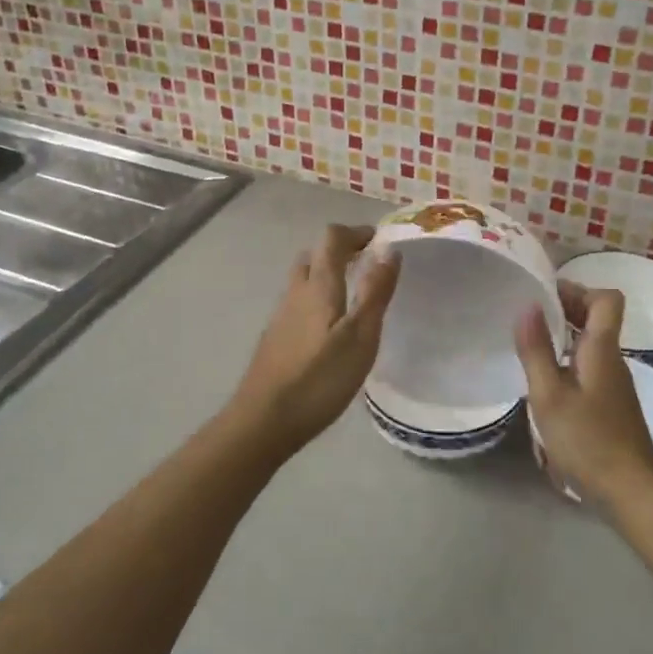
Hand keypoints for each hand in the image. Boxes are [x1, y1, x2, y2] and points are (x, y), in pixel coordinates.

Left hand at [225, 225, 400, 457]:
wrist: (263, 421)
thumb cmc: (319, 378)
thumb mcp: (360, 336)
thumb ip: (375, 292)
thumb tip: (389, 251)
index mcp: (318, 285)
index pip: (332, 238)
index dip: (356, 233)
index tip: (380, 241)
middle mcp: (295, 292)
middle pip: (314, 255)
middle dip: (341, 251)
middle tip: (368, 265)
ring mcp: (280, 315)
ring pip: (303, 279)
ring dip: (327, 274)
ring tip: (354, 294)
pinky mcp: (275, 338)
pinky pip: (298, 302)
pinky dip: (317, 297)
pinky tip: (330, 327)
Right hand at [516, 282, 652, 509]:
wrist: (631, 491)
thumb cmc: (587, 441)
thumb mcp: (550, 396)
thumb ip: (536, 350)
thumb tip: (528, 305)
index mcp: (602, 349)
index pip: (607, 299)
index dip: (578, 289)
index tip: (545, 296)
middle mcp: (614, 359)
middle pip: (599, 317)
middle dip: (566, 309)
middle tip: (530, 318)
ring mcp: (615, 383)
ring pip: (593, 343)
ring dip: (565, 335)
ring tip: (531, 345)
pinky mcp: (612, 404)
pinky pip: (591, 365)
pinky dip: (569, 360)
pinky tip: (547, 381)